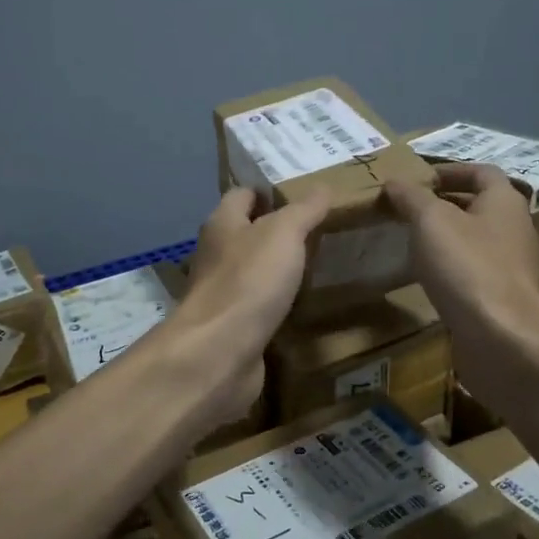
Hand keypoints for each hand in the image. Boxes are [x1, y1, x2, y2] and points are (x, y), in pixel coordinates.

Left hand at [173, 187, 329, 425]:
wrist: (219, 352)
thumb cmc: (248, 281)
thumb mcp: (283, 234)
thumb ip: (303, 210)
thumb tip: (322, 186)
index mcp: (221, 224)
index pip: (242, 195)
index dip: (269, 191)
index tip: (303, 195)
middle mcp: (216, 255)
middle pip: (246, 233)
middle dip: (277, 231)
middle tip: (320, 230)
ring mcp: (222, 293)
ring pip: (252, 271)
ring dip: (278, 269)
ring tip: (319, 264)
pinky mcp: (232, 327)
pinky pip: (258, 306)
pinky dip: (278, 303)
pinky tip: (303, 305)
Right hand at [384, 164, 538, 411]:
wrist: (501, 337)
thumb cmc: (467, 266)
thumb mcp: (430, 221)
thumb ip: (411, 197)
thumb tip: (394, 181)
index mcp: (505, 202)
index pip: (482, 172)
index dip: (451, 170)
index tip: (420, 177)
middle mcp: (515, 229)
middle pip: (480, 206)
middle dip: (445, 203)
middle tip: (407, 207)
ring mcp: (511, 266)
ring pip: (476, 240)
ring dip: (446, 236)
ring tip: (410, 239)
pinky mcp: (502, 297)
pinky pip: (473, 270)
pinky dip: (450, 266)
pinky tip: (426, 276)